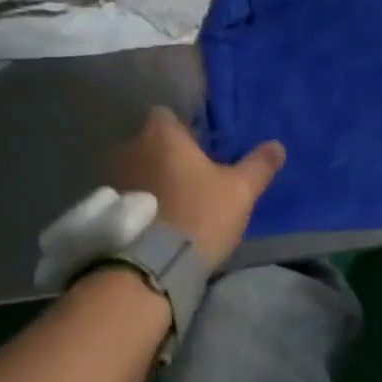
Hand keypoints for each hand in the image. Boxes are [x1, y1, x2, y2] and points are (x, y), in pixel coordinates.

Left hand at [108, 107, 285, 264]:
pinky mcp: (103, 209)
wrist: (151, 266)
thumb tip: (277, 146)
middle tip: (189, 180)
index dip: (182, 130)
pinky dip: (136, 203)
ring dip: (148, 181)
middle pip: (149, 143)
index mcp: (161, 134)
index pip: (166, 115)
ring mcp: (111, 178)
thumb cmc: (199, 214)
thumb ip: (259, 165)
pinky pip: (123, 196)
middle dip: (164, 157)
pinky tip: (153, 224)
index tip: (198, 150)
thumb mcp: (240, 191)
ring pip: (134, 169)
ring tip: (170, 205)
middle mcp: (129, 147)